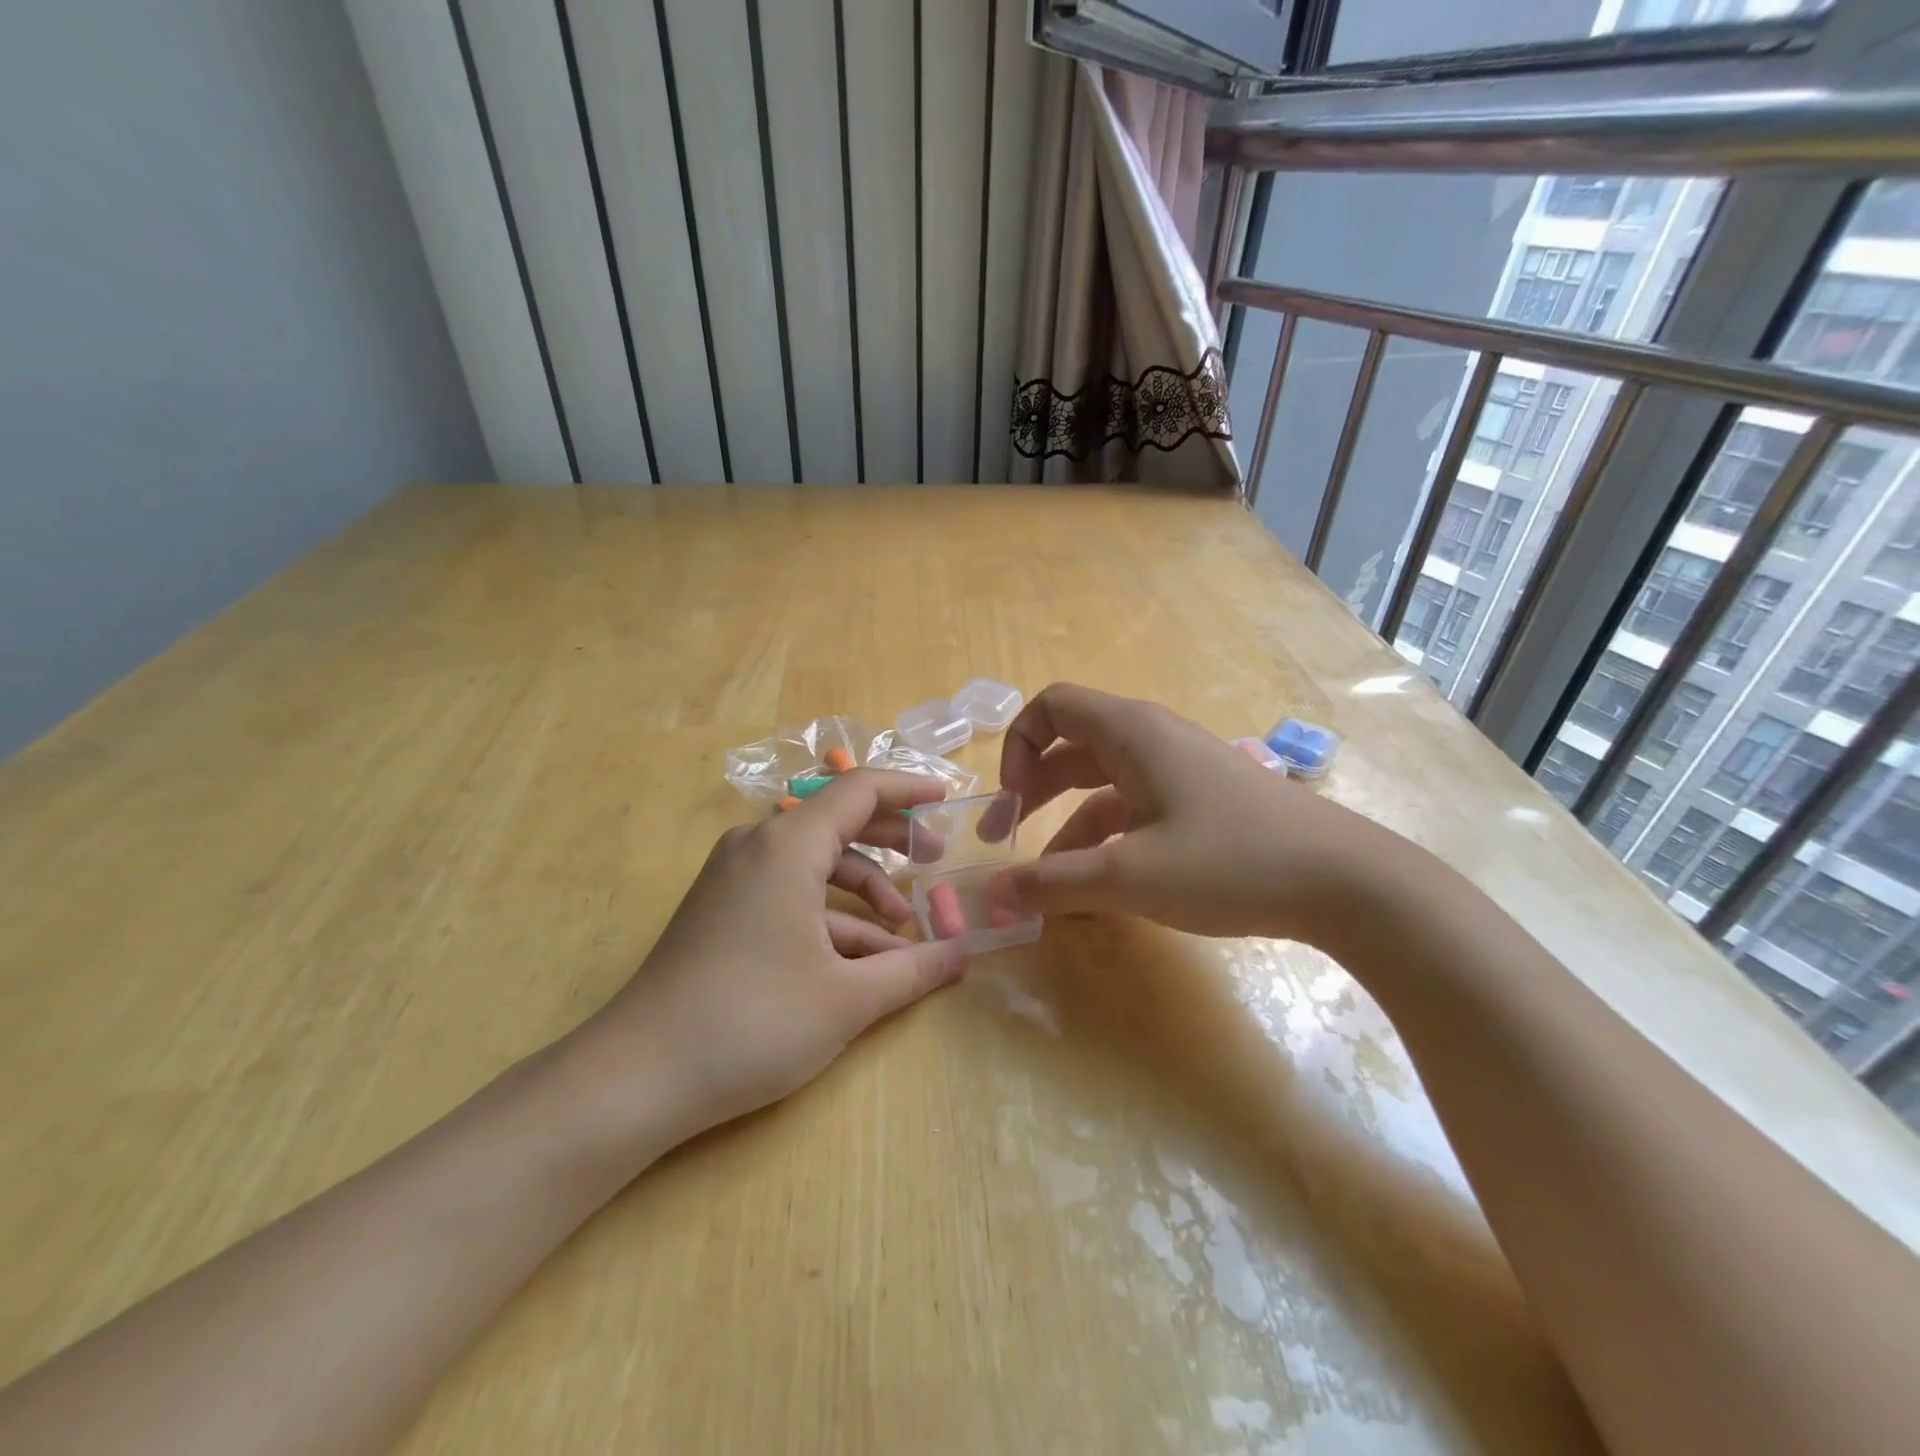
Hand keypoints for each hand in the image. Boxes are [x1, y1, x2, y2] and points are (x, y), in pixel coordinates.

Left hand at [564, 770, 963, 1158]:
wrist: (637, 1077)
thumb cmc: (753, 1023)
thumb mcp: (848, 998)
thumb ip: (914, 970)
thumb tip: (963, 954)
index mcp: (788, 846)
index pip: (858, 789)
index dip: (907, 788)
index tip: (946, 797)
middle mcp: (758, 847)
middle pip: (837, 819)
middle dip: (891, 838)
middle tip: (935, 859)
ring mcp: (735, 878)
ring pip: (815, 862)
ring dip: (864, 888)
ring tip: (903, 930)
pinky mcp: (723, 909)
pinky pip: (789, 892)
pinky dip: (830, 914)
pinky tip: (862, 958)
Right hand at [996, 683, 1395, 941]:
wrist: (1348, 883)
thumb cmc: (1232, 862)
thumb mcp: (1130, 876)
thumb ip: (1053, 884)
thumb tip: (991, 897)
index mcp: (1132, 733)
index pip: (1052, 706)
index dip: (1018, 746)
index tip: (1012, 801)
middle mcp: (1153, 740)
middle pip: (1072, 748)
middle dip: (1032, 791)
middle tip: (1004, 839)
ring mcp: (1181, 771)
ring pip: (1103, 786)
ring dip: (1067, 826)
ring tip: (1049, 883)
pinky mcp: (1202, 803)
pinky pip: (1135, 810)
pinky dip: (1107, 840)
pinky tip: (1100, 889)